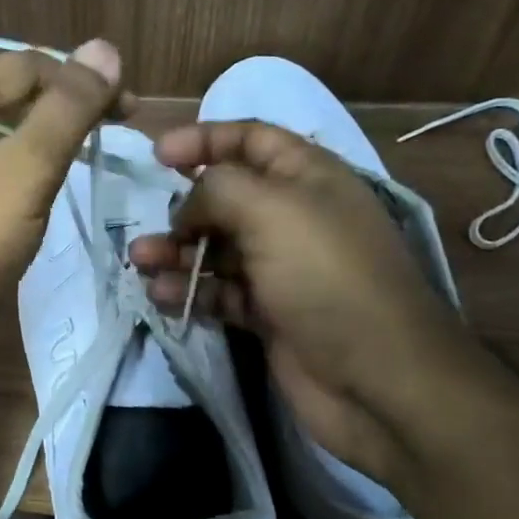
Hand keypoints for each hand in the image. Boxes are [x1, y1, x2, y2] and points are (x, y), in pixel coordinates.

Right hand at [128, 121, 478, 489]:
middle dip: (183, 208)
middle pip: (226, 198)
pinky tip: (161, 296)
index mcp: (308, 178)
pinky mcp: (269, 313)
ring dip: (177, 252)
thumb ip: (217, 189)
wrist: (377, 379)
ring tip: (141, 262)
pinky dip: (189, 290)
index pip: (251, 140)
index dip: (205, 139)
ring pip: (216, 248)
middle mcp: (294, 218)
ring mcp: (282, 269)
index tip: (159, 154)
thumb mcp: (271, 211)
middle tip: (149, 226)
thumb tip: (188, 206)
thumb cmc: (325, 277)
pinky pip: (219, 291)